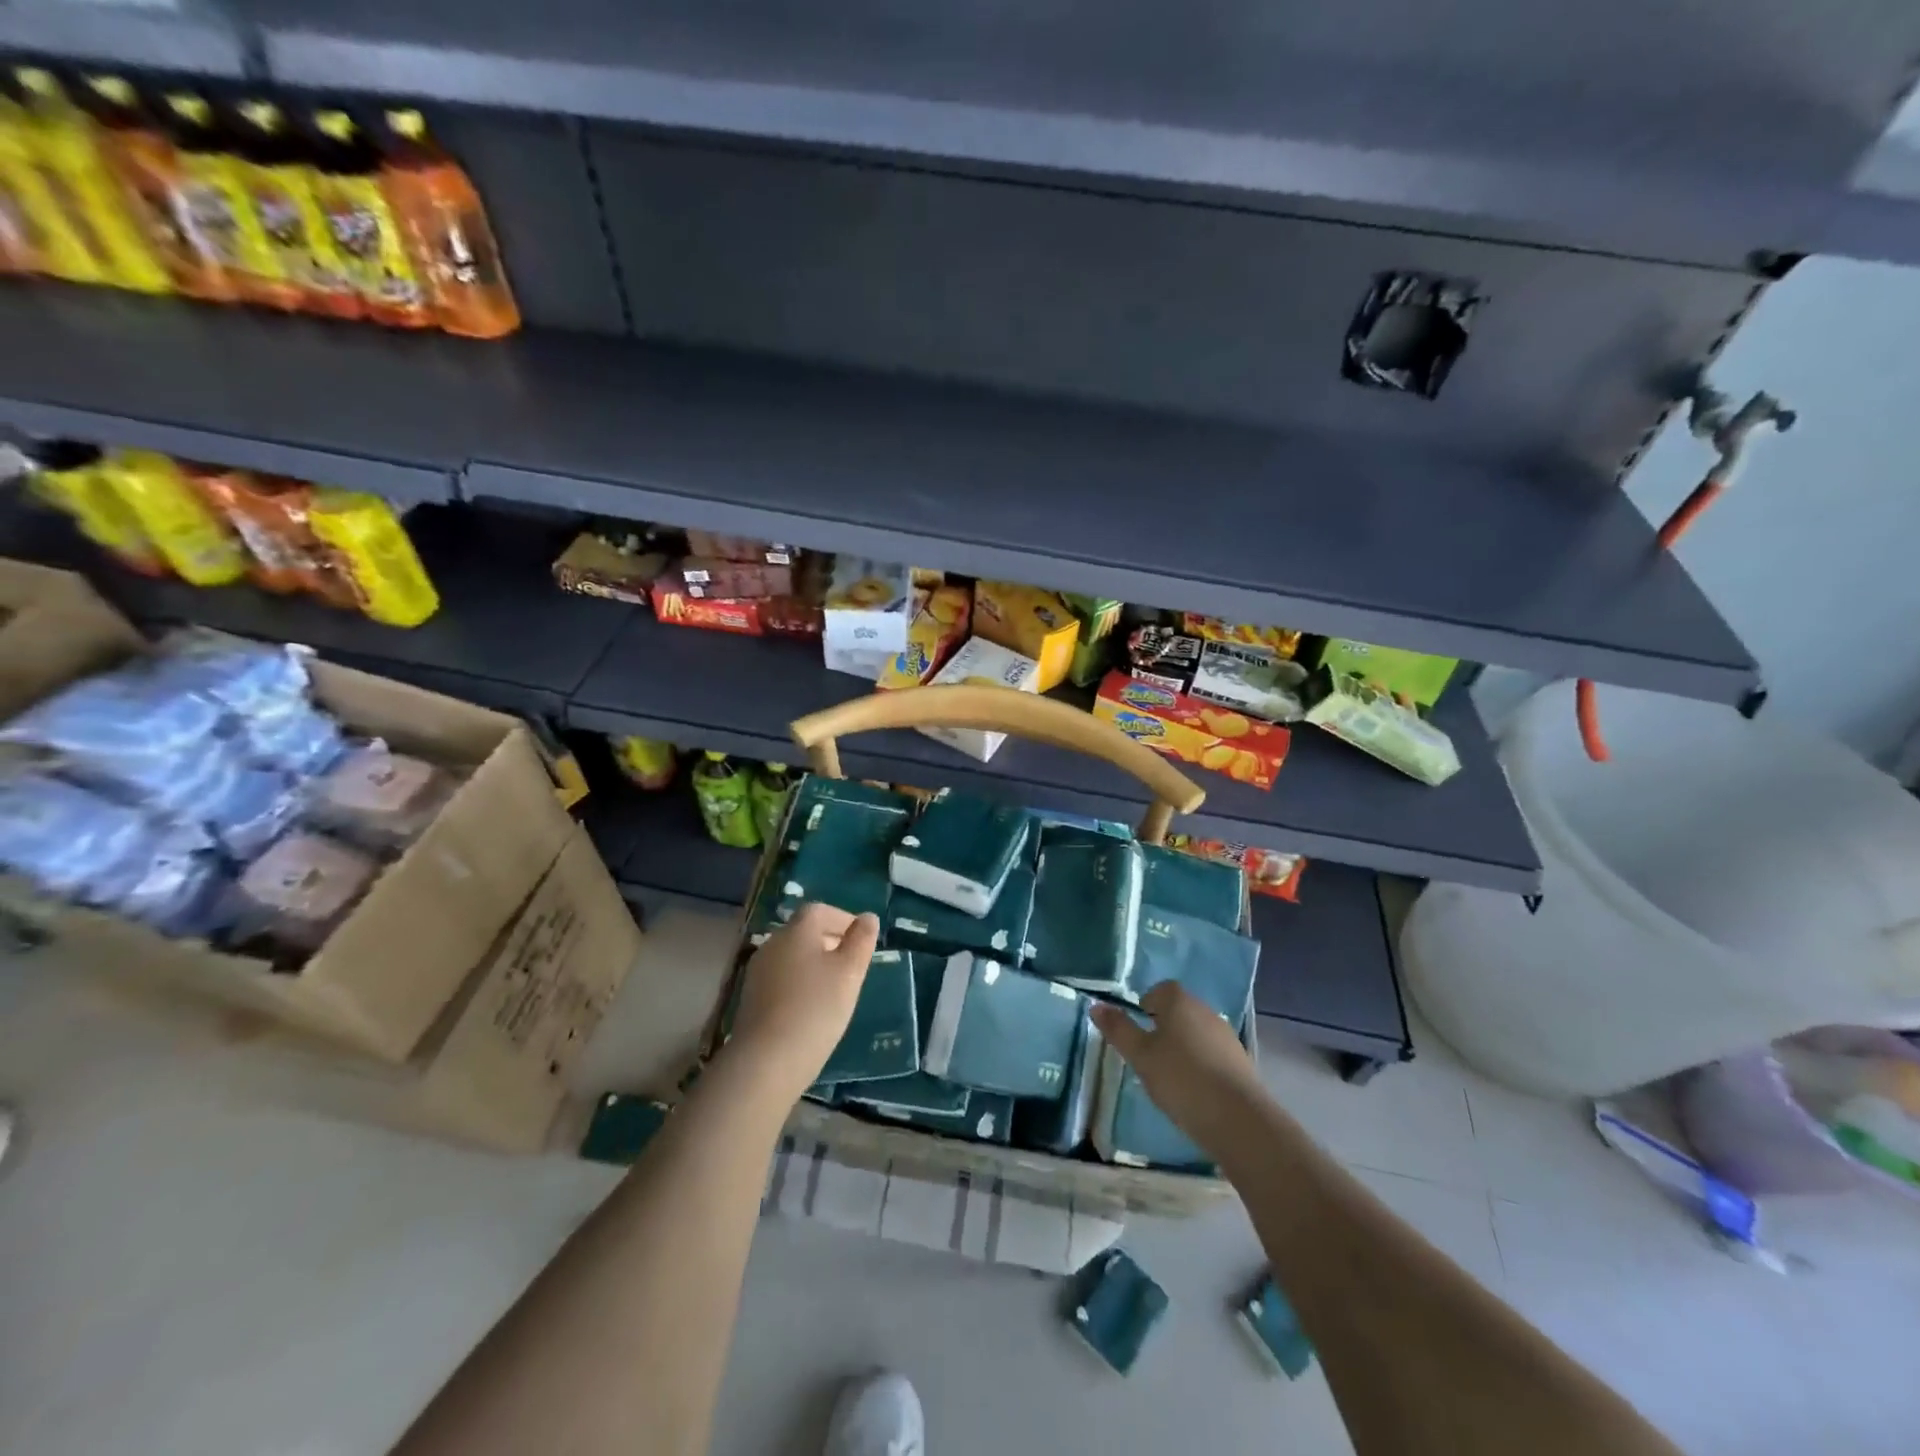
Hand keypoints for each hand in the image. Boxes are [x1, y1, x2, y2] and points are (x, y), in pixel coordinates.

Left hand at [727, 903, 879, 1103]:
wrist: (765, 1062)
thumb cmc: (816, 1009)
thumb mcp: (849, 973)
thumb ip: (861, 941)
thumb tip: (868, 917)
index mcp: (796, 931)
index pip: (819, 911)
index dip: (842, 919)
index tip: (862, 939)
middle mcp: (772, 944)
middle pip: (803, 932)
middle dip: (830, 941)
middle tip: (853, 964)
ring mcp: (757, 972)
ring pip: (792, 957)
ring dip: (814, 964)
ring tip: (836, 989)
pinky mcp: (751, 999)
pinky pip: (781, 979)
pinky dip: (799, 984)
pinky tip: (812, 1008)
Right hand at [1091, 982, 1265, 1155]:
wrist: (1238, 1119)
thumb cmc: (1181, 1079)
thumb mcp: (1140, 1056)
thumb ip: (1119, 1030)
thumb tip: (1096, 1005)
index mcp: (1180, 1002)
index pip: (1161, 989)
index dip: (1146, 1004)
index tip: (1137, 1028)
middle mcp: (1205, 1011)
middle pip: (1179, 1009)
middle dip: (1163, 1026)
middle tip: (1147, 1053)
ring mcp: (1226, 1036)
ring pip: (1196, 1031)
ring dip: (1183, 1045)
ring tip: (1169, 1074)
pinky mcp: (1240, 1061)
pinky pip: (1212, 1052)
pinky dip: (1200, 1063)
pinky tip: (1193, 1088)